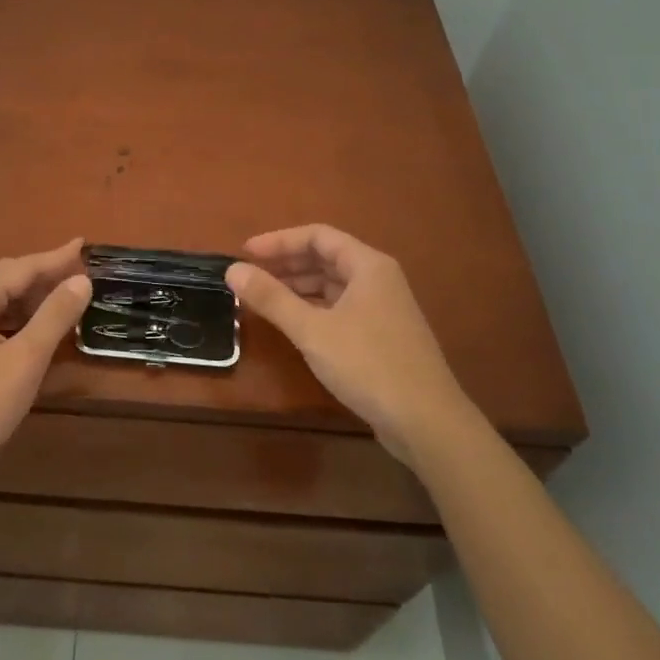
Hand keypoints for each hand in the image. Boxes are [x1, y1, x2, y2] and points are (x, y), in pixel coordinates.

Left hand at [0, 239, 90, 497]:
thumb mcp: (25, 359)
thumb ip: (55, 316)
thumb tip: (82, 280)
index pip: (21, 268)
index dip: (55, 257)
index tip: (85, 245)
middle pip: (8, 281)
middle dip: (45, 275)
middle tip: (81, 272)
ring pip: (1, 305)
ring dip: (34, 301)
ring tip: (68, 299)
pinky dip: (21, 322)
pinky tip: (40, 333)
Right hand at [227, 224, 466, 465]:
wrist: (428, 424)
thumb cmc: (369, 365)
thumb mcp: (312, 330)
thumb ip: (271, 298)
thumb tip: (232, 270)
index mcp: (368, 266)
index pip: (317, 236)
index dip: (278, 241)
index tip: (245, 253)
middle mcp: (378, 279)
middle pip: (326, 258)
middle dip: (286, 264)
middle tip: (249, 276)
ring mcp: (383, 309)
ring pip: (333, 285)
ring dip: (297, 287)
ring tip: (262, 298)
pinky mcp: (382, 336)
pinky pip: (340, 308)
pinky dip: (313, 309)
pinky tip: (292, 324)